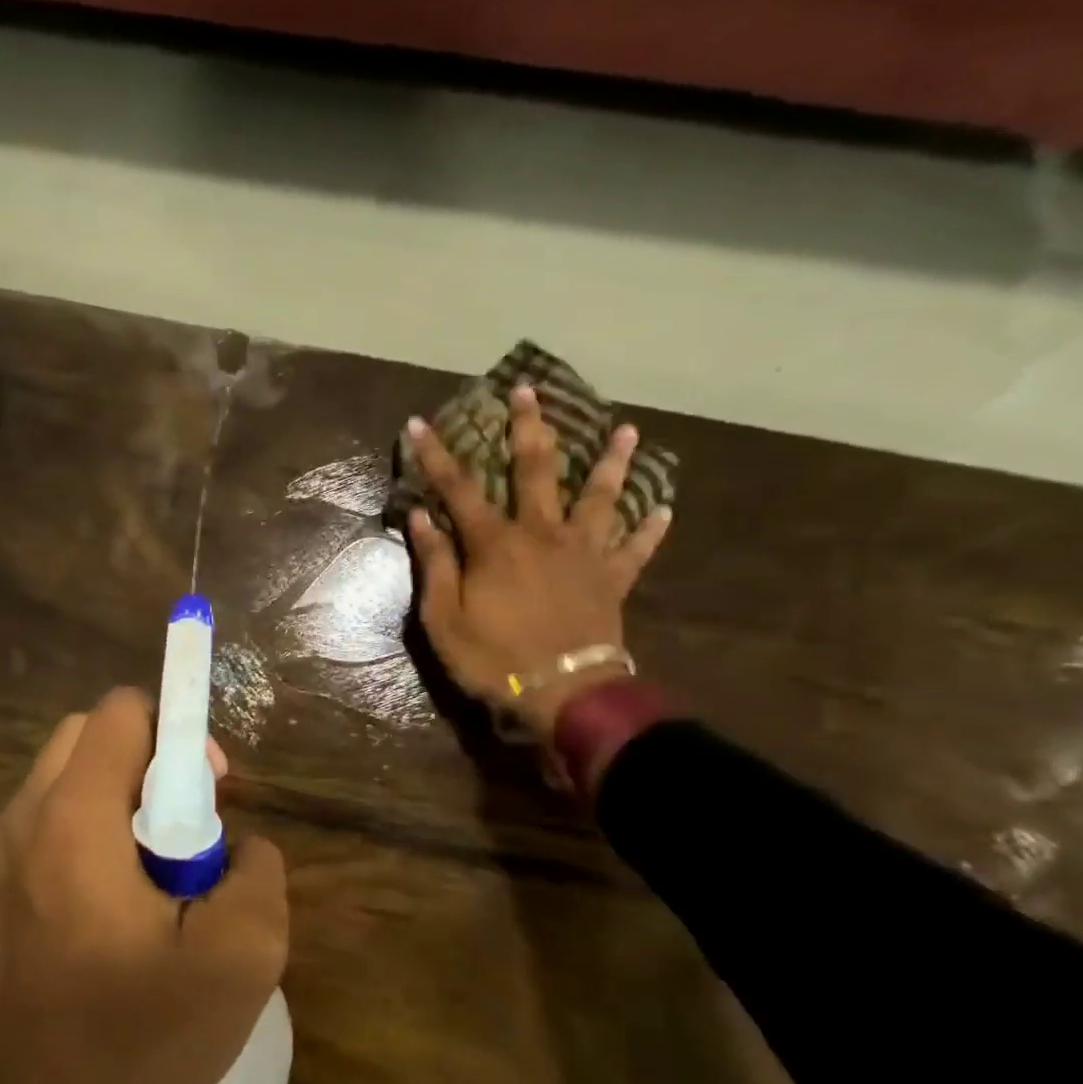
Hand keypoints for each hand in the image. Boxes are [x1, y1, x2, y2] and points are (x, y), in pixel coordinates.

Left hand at [0, 688, 288, 1083]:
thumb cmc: (135, 1036)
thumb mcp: (240, 958)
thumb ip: (260, 873)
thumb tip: (241, 847)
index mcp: (75, 816)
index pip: (121, 711)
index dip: (179, 732)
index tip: (212, 791)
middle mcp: (28, 817)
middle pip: (91, 734)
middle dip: (150, 758)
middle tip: (191, 824)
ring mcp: (5, 855)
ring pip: (71, 777)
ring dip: (124, 795)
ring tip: (164, 868)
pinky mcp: (3, 889)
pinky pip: (55, 820)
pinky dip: (97, 828)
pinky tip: (127, 901)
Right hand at [405, 386, 672, 738]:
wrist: (564, 693)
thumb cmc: (494, 658)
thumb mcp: (444, 620)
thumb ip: (434, 565)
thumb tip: (421, 518)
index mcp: (496, 544)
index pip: (458, 489)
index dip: (435, 456)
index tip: (419, 423)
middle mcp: (542, 534)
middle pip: (537, 470)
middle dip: (529, 427)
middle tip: (530, 390)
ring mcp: (583, 554)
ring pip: (601, 497)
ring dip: (612, 462)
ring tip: (627, 430)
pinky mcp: (612, 579)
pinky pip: (635, 549)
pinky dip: (649, 530)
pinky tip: (664, 511)